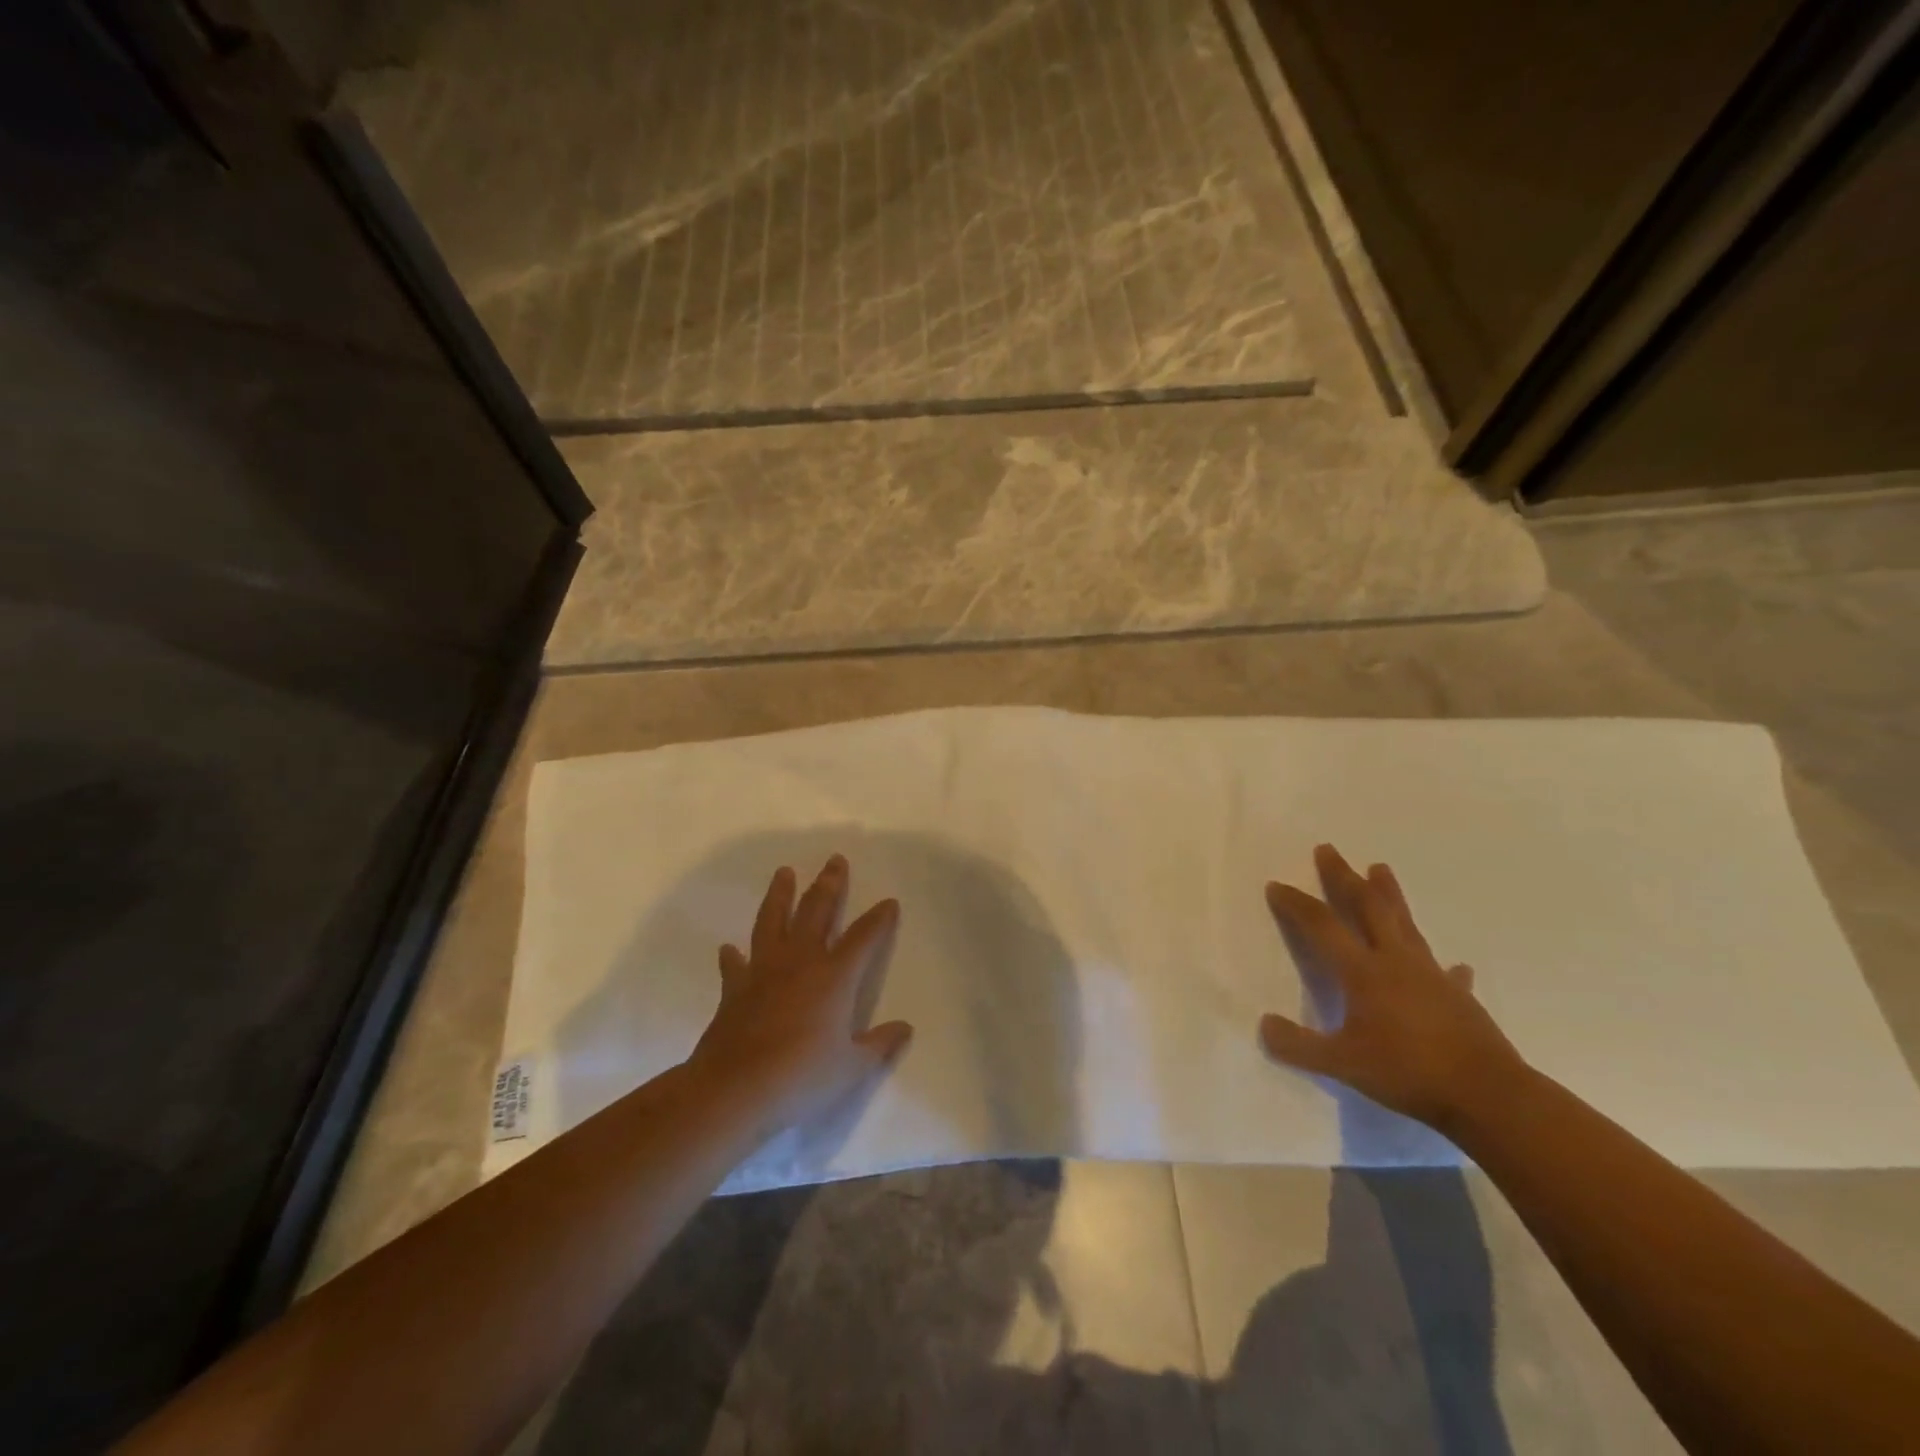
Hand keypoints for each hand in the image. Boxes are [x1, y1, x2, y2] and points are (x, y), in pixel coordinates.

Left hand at [688, 855, 913, 1138]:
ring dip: (780, 895)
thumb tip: (905, 1029)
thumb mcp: (852, 1068)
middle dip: (829, 884)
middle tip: (834, 860)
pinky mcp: (735, 989)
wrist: (736, 1090)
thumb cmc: (802, 1077)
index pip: (864, 937)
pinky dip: (734, 955)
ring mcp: (764, 971)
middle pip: (817, 911)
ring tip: (784, 872)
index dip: (879, 918)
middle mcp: (800, 961)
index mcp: (835, 976)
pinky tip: (730, 948)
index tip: (889, 902)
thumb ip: (879, 1045)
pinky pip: (736, 965)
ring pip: (773, 921)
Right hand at [1260, 844, 1526, 1135]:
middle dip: (1344, 878)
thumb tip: (1264, 1025)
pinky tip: (1454, 966)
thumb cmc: (1408, 1072)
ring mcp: (1431, 977)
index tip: (1276, 885)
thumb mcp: (1342, 1064)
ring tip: (1381, 868)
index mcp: (1364, 971)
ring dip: (1389, 895)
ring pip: (1405, 925)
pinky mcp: (1459, 998)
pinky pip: (1446, 973)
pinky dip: (1443, 966)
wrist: (1488, 1096)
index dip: (1296, 904)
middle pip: (1367, 908)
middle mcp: (1396, 962)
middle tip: (1329, 849)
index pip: (1322, 926)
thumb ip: (1298, 1046)